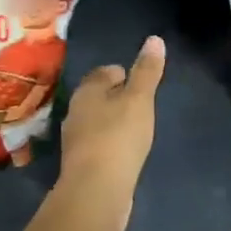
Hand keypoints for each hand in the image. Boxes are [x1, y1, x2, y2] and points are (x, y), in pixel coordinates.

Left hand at [58, 35, 165, 230]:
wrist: (96, 192)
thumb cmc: (119, 137)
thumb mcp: (139, 99)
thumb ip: (147, 71)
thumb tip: (154, 39)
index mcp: (87, 91)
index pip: (105, 71)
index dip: (124, 74)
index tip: (142, 86)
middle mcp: (75, 111)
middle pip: (99, 96)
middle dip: (118, 98)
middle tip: (143, 107)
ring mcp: (76, 140)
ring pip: (98, 121)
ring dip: (114, 122)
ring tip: (138, 130)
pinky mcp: (82, 165)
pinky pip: (99, 145)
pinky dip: (112, 144)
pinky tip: (126, 154)